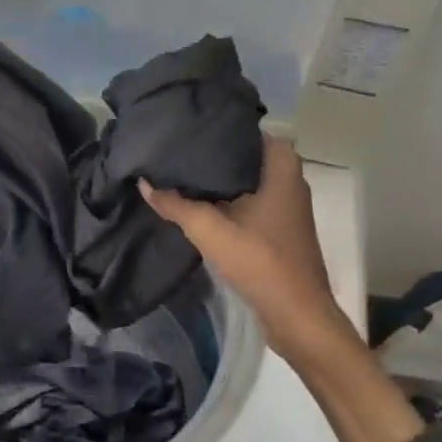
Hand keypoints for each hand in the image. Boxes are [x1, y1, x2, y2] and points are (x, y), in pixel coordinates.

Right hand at [141, 136, 364, 367]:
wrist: (297, 314)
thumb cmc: (260, 261)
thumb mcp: (210, 230)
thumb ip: (175, 204)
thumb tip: (144, 183)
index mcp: (281, 166)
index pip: (246, 130)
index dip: (216, 127)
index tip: (186, 127)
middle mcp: (289, 178)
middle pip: (244, 155)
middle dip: (212, 154)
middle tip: (175, 150)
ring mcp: (287, 204)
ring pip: (247, 180)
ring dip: (219, 181)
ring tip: (180, 173)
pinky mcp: (280, 228)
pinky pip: (250, 202)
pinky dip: (228, 201)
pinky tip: (200, 205)